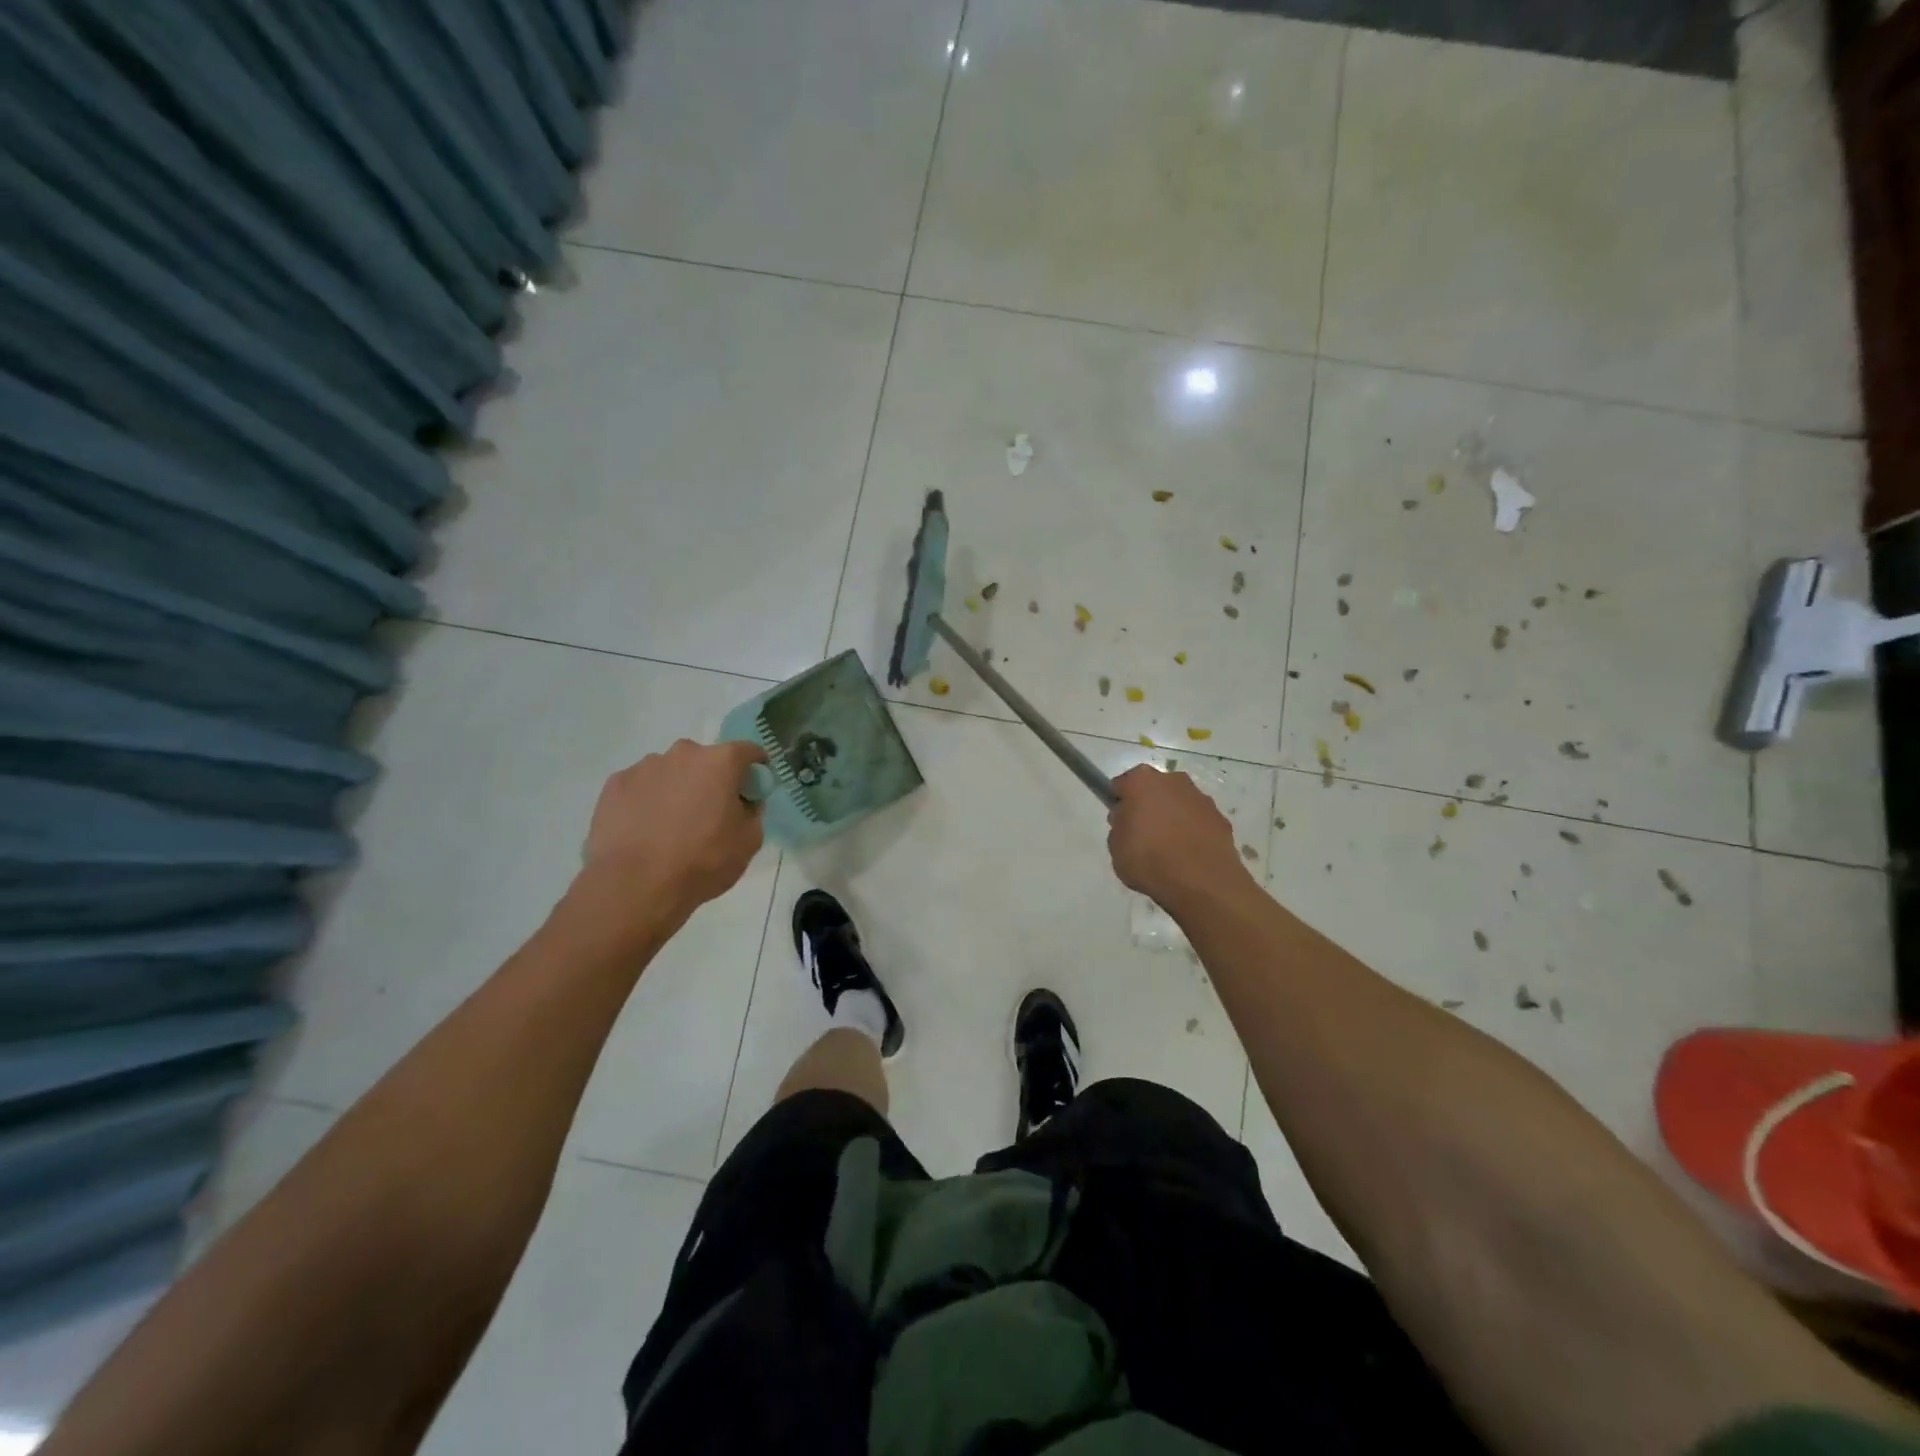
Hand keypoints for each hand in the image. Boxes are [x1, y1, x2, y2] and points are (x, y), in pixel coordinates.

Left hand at [580, 740, 766, 916]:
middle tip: (709, 812)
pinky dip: (647, 801)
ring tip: (670, 826)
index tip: (753, 788)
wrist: (634, 886)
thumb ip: (752, 812)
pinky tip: (644, 830)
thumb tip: (743, 802)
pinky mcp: (615, 784)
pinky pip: (641, 787)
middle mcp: (682, 753)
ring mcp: (644, 767)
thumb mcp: (748, 842)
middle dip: (711, 779)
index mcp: (720, 762)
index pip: (748, 751)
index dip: (755, 768)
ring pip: (670, 772)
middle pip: (705, 760)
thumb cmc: (702, 861)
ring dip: (677, 789)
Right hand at [1107, 764, 1252, 912]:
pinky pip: (1198, 821)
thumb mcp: (1115, 846)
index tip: (1120, 822)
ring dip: (1173, 818)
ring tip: (1168, 850)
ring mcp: (1201, 798)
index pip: (1122, 785)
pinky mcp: (1221, 818)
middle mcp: (1173, 780)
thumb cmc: (1149, 859)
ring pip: (1179, 803)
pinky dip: (1193, 832)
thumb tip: (1129, 819)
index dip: (1119, 803)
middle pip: (1154, 789)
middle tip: (1142, 835)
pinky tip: (1188, 856)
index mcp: (1142, 781)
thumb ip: (1120, 825)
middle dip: (1148, 806)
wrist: (1201, 882)